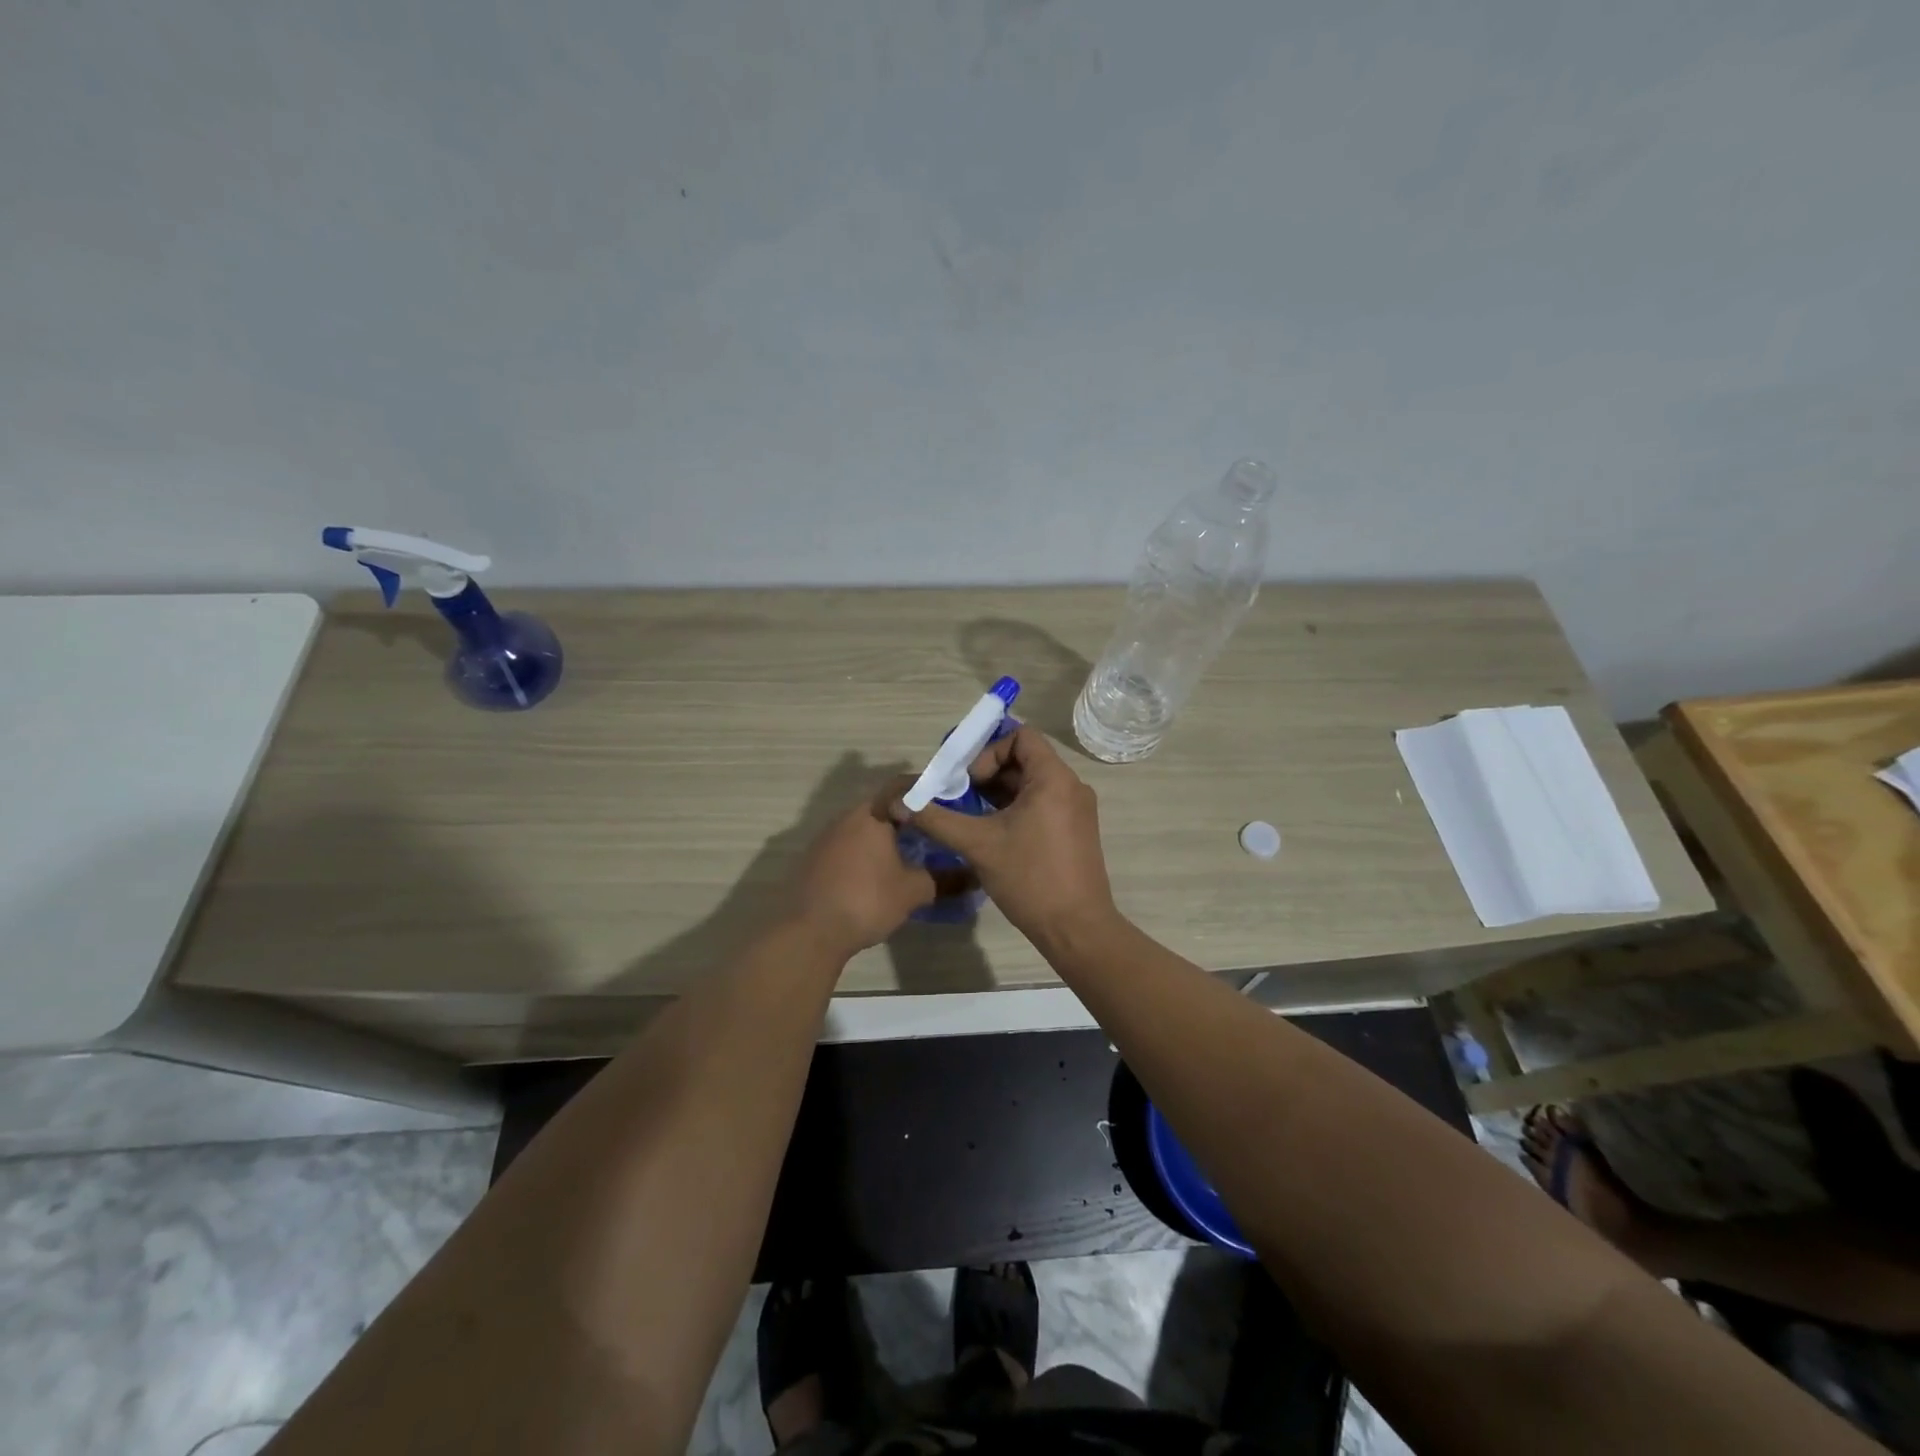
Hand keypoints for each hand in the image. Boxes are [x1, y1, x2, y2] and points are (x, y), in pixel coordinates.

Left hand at [786, 778, 938, 957]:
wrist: (810, 932)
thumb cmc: (867, 901)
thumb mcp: (913, 891)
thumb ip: (944, 880)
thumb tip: (972, 877)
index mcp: (872, 814)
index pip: (903, 786)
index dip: (926, 790)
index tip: (947, 801)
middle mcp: (847, 817)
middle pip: (883, 805)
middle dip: (908, 815)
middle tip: (934, 829)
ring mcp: (827, 837)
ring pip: (864, 825)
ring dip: (886, 834)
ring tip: (911, 851)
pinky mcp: (815, 858)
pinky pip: (849, 844)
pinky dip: (867, 850)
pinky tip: (879, 872)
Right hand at [892, 725, 1118, 949]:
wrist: (1076, 929)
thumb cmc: (1030, 878)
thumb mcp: (977, 845)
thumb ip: (937, 819)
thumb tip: (900, 803)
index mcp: (1054, 779)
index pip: (1021, 737)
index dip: (989, 751)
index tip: (969, 781)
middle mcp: (1071, 787)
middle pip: (1025, 759)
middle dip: (988, 774)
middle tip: (959, 797)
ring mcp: (1076, 810)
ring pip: (1031, 784)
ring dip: (998, 793)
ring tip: (969, 815)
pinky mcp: (1075, 831)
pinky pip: (1042, 804)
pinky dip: (1015, 809)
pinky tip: (991, 833)